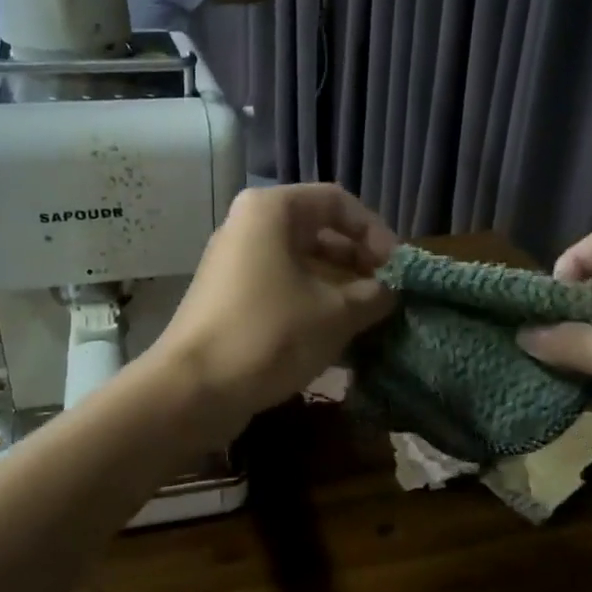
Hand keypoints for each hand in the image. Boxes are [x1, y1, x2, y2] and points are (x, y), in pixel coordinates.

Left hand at [152, 184, 396, 435]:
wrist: (194, 389)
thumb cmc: (270, 334)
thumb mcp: (335, 314)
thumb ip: (372, 296)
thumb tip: (389, 293)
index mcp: (271, 211)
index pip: (338, 202)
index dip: (375, 232)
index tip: (397, 270)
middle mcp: (249, 227)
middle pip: (319, 233)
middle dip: (358, 264)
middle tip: (387, 296)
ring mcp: (236, 265)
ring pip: (301, 265)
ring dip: (339, 289)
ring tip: (369, 320)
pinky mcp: (230, 300)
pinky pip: (282, 290)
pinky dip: (312, 307)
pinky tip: (338, 338)